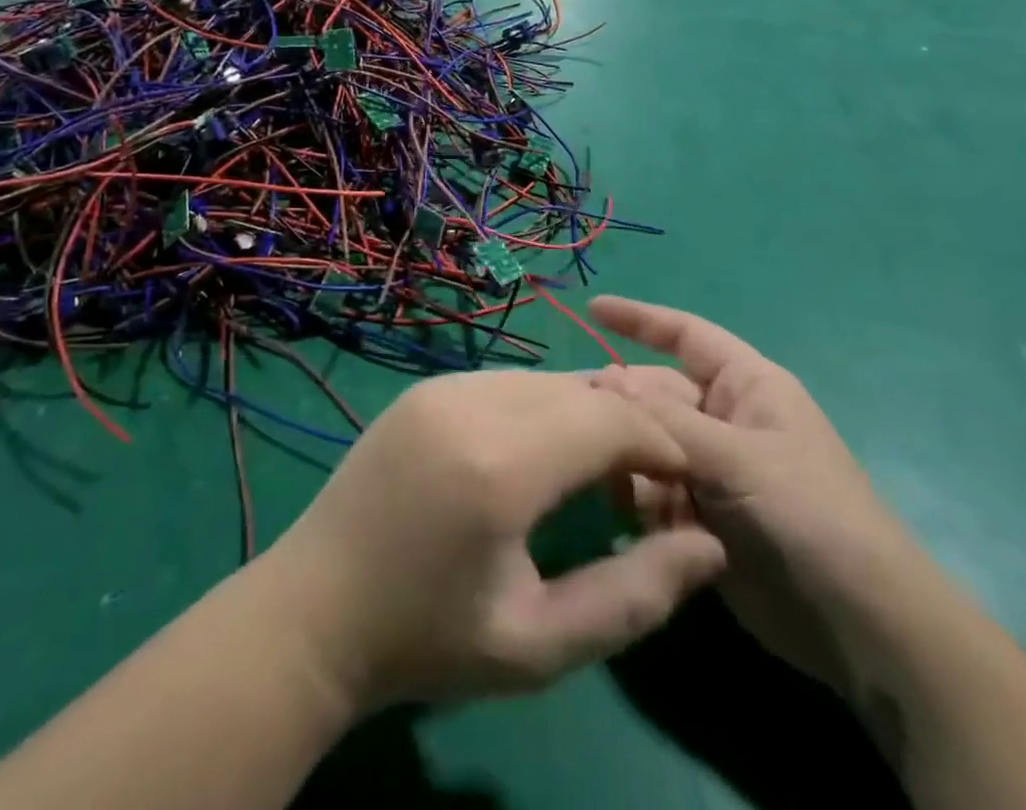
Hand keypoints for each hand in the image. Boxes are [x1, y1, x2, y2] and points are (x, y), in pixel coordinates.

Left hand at [265, 370, 725, 713]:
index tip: (680, 484)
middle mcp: (471, 401)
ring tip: (595, 473)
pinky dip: (542, 408)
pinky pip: (506, 382)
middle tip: (642, 483)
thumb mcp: (539, 645)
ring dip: (583, 414)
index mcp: (499, 462)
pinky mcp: (423, 387)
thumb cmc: (428, 638)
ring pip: (543, 380)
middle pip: (579, 389)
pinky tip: (539, 456)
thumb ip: (634, 597)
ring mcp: (441, 385)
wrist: (315, 610)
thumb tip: (710, 546)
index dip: (659, 443)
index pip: (609, 418)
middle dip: (626, 425)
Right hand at [590, 296, 931, 694]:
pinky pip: (654, 494)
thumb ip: (667, 420)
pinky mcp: (702, 517)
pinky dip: (641, 504)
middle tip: (575, 422)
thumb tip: (603, 377)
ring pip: (649, 446)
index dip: (640, 319)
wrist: (860, 626)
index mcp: (745, 385)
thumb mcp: (738, 458)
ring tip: (611, 482)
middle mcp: (724, 420)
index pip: (685, 334)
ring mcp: (712, 470)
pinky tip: (635, 522)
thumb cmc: (809, 514)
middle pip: (656, 395)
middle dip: (622, 408)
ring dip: (629, 462)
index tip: (592, 309)